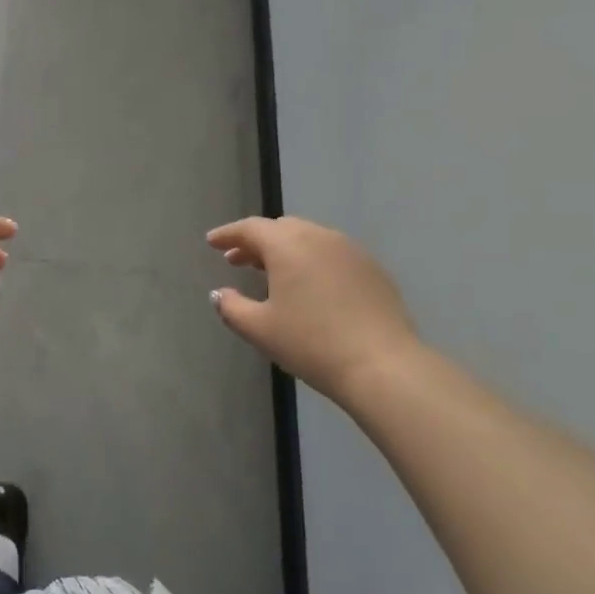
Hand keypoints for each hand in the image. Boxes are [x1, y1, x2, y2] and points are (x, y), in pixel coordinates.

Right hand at [207, 216, 421, 406]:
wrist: (382, 364)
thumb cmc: (311, 343)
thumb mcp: (260, 329)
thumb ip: (231, 307)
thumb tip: (219, 294)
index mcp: (287, 244)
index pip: (250, 228)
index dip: (227, 234)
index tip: (212, 243)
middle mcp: (319, 236)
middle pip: (280, 229)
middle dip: (256, 242)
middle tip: (238, 261)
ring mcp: (350, 249)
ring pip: (309, 239)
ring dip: (285, 250)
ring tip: (272, 274)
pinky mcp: (372, 268)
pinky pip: (332, 254)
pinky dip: (312, 261)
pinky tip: (310, 288)